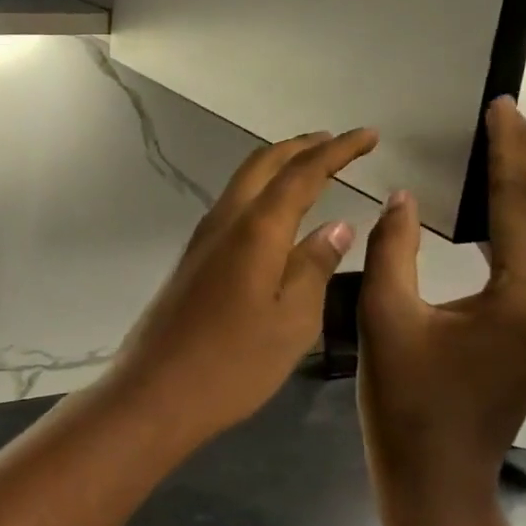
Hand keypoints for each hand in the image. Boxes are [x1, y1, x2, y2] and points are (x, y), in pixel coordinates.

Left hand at [101, 129, 378, 446]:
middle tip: (337, 143)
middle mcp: (225, 220)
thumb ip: (315, 265)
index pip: (303, 173)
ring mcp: (203, 238)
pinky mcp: (193, 258)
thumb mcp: (292, 320)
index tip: (369, 135)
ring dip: (278, 166)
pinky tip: (277, 215)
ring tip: (312, 168)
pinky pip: (233, 206)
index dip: (337, 150)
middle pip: (263, 164)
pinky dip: (261, 192)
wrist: (156, 390)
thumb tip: (336, 225)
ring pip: (243, 182)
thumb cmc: (234, 362)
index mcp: (256, 229)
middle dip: (302, 146)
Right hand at [357, 98, 525, 513]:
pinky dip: (523, 218)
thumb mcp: (386, 317)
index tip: (500, 105)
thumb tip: (405, 197)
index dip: (510, 151)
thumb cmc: (406, 402)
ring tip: (503, 142)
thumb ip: (393, 248)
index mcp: (524, 297)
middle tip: (505, 112)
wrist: (438, 478)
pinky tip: (500, 202)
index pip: (522, 203)